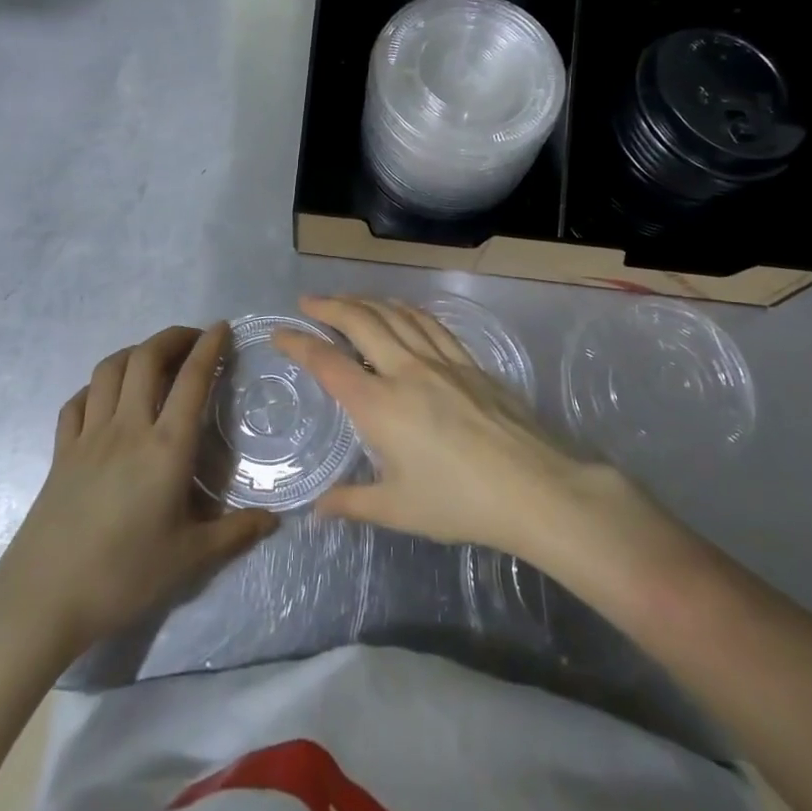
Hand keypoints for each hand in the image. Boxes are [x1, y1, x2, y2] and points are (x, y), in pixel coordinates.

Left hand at [0, 324, 276, 661]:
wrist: (42, 600)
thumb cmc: (123, 576)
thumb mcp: (189, 559)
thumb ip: (235, 534)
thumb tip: (275, 519)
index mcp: (166, 447)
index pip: (192, 380)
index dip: (209, 347)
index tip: (222, 328)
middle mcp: (128, 428)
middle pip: (146, 358)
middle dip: (172, 337)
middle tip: (193, 338)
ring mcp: (88, 436)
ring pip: (109, 370)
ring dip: (135, 352)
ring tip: (154, 359)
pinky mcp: (61, 452)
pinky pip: (77, 402)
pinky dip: (96, 387)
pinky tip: (106, 397)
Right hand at [271, 295, 597, 556]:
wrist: (532, 487)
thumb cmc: (458, 502)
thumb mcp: (397, 509)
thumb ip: (352, 503)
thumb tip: (316, 511)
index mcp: (379, 405)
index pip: (328, 362)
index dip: (299, 343)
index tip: (279, 332)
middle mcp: (405, 371)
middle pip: (361, 322)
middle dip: (330, 306)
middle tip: (309, 301)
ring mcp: (440, 361)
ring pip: (395, 315)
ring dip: (366, 301)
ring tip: (348, 299)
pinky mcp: (468, 362)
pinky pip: (429, 323)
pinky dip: (406, 309)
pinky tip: (401, 310)